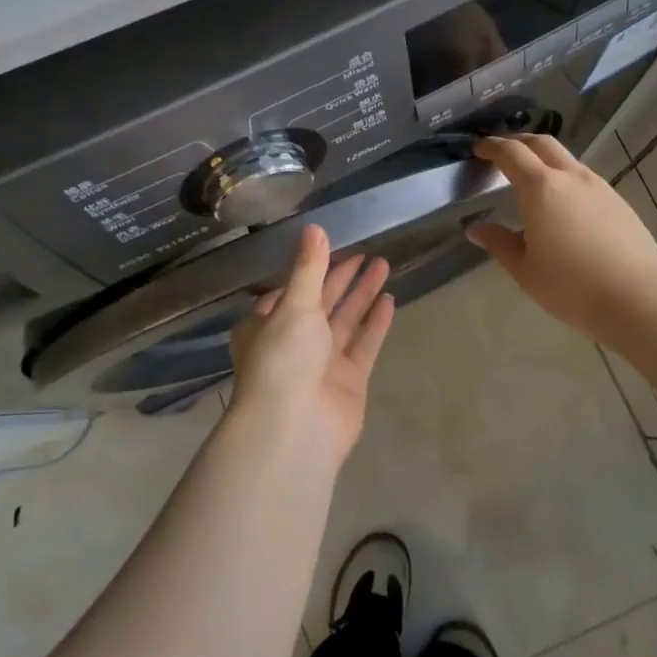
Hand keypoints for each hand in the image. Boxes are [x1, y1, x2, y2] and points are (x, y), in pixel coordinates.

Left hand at [228, 223, 394, 467]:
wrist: (294, 428)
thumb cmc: (284, 358)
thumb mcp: (293, 305)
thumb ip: (309, 268)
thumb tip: (314, 228)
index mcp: (267, 323)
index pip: (291, 288)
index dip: (313, 267)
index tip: (336, 244)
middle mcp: (293, 341)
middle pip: (322, 301)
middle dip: (343, 277)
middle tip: (368, 251)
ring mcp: (322, 362)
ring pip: (345, 320)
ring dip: (363, 294)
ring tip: (385, 264)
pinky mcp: (348, 380)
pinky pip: (363, 344)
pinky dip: (375, 323)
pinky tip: (389, 300)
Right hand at [465, 135, 656, 343]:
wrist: (639, 299)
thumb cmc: (572, 286)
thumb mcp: (525, 270)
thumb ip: (499, 243)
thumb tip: (476, 229)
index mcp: (541, 188)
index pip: (511, 154)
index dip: (491, 147)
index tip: (478, 148)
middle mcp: (571, 177)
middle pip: (541, 144)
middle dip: (518, 142)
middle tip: (501, 153)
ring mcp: (599, 187)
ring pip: (566, 160)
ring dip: (544, 159)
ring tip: (530, 179)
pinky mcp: (619, 202)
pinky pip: (584, 179)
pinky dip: (564, 178)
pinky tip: (562, 205)